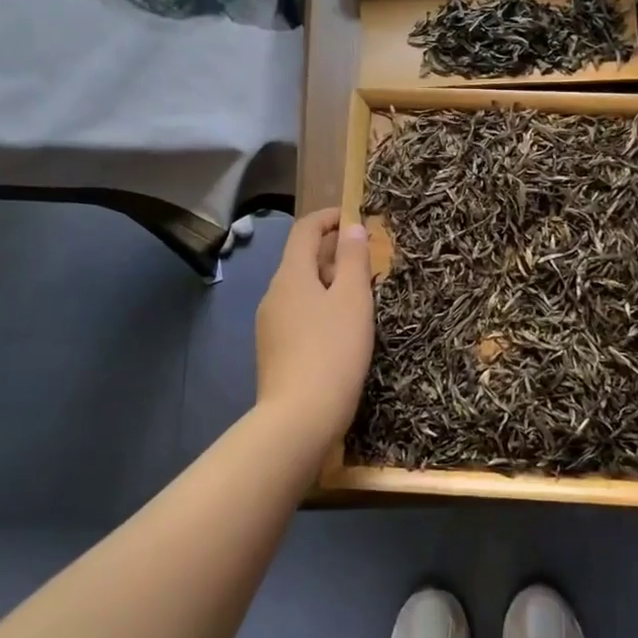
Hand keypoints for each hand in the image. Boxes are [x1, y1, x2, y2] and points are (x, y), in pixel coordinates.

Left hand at [255, 208, 374, 438]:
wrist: (299, 419)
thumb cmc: (333, 350)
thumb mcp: (353, 299)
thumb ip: (353, 259)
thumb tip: (351, 227)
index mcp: (290, 275)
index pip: (304, 230)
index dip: (329, 218)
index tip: (355, 218)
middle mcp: (273, 294)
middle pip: (301, 260)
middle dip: (333, 253)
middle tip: (368, 262)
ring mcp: (269, 325)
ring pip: (301, 290)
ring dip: (329, 283)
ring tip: (361, 297)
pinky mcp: (274, 351)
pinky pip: (299, 315)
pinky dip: (320, 308)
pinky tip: (341, 330)